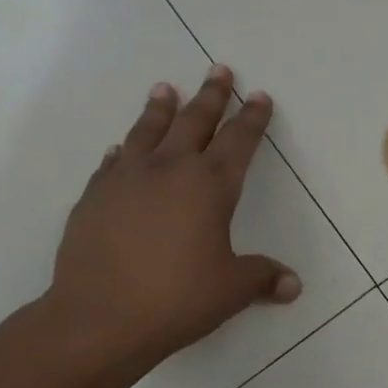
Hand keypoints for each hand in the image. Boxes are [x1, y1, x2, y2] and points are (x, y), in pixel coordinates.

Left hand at [41, 65, 300, 365]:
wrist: (100, 318)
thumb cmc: (177, 299)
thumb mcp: (231, 290)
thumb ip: (262, 279)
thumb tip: (293, 285)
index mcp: (210, 186)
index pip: (239, 141)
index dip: (252, 118)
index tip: (259, 97)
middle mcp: (169, 170)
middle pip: (194, 121)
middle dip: (211, 95)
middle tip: (219, 70)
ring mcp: (126, 179)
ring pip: (147, 130)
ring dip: (160, 108)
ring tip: (165, 88)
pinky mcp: (94, 196)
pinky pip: (113, 162)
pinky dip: (123, 150)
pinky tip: (122, 148)